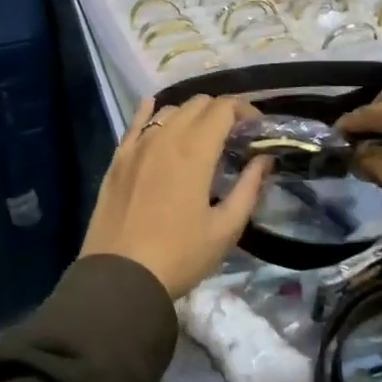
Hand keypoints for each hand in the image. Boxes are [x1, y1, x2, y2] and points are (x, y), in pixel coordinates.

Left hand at [81, 96, 270, 299]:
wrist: (120, 277)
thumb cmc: (179, 256)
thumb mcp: (225, 228)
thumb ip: (249, 188)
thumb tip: (264, 160)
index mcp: (195, 151)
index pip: (224, 108)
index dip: (245, 110)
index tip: (257, 128)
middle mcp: (165, 137)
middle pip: (198, 104)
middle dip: (221, 112)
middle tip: (234, 135)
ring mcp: (137, 146)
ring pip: (169, 111)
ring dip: (191, 114)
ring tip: (202, 135)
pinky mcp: (118, 159)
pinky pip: (135, 122)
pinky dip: (150, 111)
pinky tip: (155, 108)